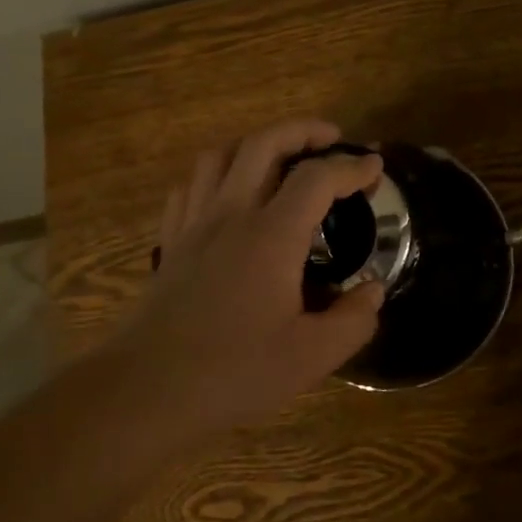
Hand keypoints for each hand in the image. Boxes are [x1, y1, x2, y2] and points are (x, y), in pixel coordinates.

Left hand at [109, 119, 385, 438]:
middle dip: (302, 130)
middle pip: (263, 144)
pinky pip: (190, 186)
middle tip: (331, 138)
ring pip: (220, 156)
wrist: (146, 390)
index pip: (317, 178)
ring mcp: (194, 225)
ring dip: (256, 144)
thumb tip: (371, 291)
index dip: (352, 167)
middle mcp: (231, 215)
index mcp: (271, 236)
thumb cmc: (234, 372)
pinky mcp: (170, 243)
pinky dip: (216, 175)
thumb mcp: (312, 356)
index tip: (375, 170)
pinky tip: (228, 194)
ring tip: (281, 158)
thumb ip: (353, 319)